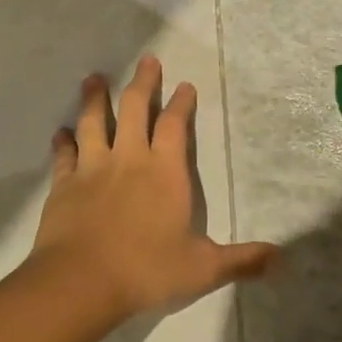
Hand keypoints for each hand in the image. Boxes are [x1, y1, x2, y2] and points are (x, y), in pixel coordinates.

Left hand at [29, 56, 276, 320]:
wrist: (81, 282)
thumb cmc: (146, 270)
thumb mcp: (202, 269)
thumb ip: (241, 260)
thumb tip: (282, 258)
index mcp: (165, 171)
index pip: (176, 126)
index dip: (182, 103)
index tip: (185, 85)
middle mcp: (129, 158)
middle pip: (136, 108)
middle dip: (144, 82)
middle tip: (147, 60)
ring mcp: (93, 168)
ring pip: (94, 122)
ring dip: (95, 98)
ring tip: (93, 77)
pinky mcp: (63, 184)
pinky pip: (64, 155)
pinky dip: (62, 142)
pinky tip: (60, 132)